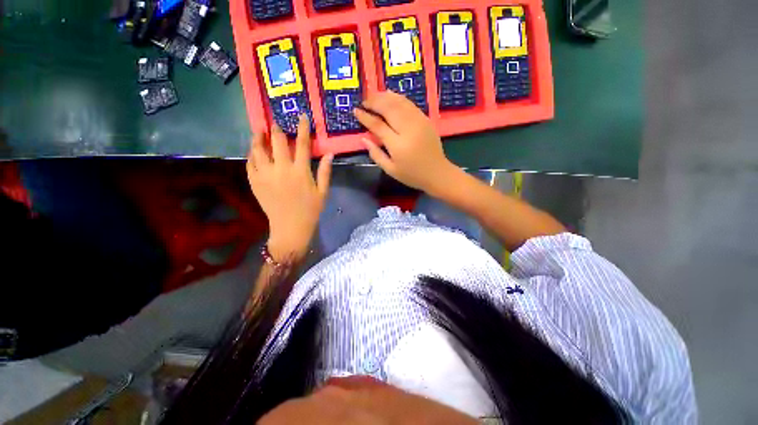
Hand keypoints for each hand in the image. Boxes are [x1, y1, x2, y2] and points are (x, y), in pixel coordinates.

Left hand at [247, 115, 332, 261]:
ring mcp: (265, 175)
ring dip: (258, 137)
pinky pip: (250, 163)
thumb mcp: (323, 191)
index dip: (303, 128)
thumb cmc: (310, 210)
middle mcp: (281, 169)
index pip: (302, 144)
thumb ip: (325, 171)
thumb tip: (330, 153)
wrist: (290, 228)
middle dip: (276, 128)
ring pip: (258, 149)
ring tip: (258, 130)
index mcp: (300, 171)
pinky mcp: (255, 182)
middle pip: (277, 142)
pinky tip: (253, 150)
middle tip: (275, 121)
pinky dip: (251, 154)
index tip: (302, 116)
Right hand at [354, 91, 458, 195]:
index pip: (378, 125)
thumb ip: (376, 154)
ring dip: (384, 96)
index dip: (365, 117)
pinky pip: (409, 104)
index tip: (356, 111)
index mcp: (398, 145)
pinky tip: (390, 96)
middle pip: (388, 108)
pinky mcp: (425, 119)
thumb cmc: (412, 175)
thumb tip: (363, 138)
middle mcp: (408, 129)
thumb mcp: (391, 170)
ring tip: (373, 96)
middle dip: (374, 101)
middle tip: (364, 101)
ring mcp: (419, 122)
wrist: (437, 173)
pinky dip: (397, 98)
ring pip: (399, 102)